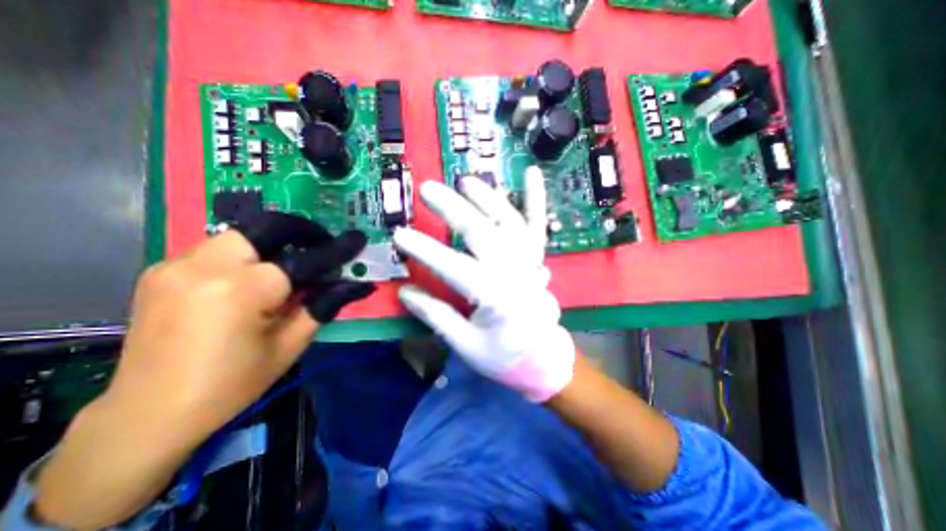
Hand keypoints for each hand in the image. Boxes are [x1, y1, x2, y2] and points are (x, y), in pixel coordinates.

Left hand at [36, 213, 376, 528]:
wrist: (145, 421)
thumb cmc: (234, 386)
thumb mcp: (294, 345)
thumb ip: (322, 306)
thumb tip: (350, 284)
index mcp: (248, 289)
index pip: (307, 258)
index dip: (336, 248)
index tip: (356, 238)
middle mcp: (209, 268)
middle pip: (263, 229)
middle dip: (296, 232)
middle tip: (316, 245)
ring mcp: (175, 268)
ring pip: (236, 235)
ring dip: (269, 246)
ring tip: (286, 267)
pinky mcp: (160, 274)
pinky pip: (214, 249)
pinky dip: (242, 257)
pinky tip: (251, 280)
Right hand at [393, 167, 575, 399]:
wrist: (543, 359)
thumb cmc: (504, 356)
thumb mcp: (465, 345)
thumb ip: (436, 316)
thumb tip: (405, 292)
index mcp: (494, 297)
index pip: (453, 267)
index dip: (425, 250)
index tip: (399, 235)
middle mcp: (514, 272)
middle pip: (481, 232)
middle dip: (453, 209)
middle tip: (428, 190)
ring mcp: (529, 261)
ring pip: (508, 221)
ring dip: (487, 197)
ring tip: (465, 181)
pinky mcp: (536, 257)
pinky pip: (537, 224)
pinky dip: (536, 198)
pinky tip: (531, 173)